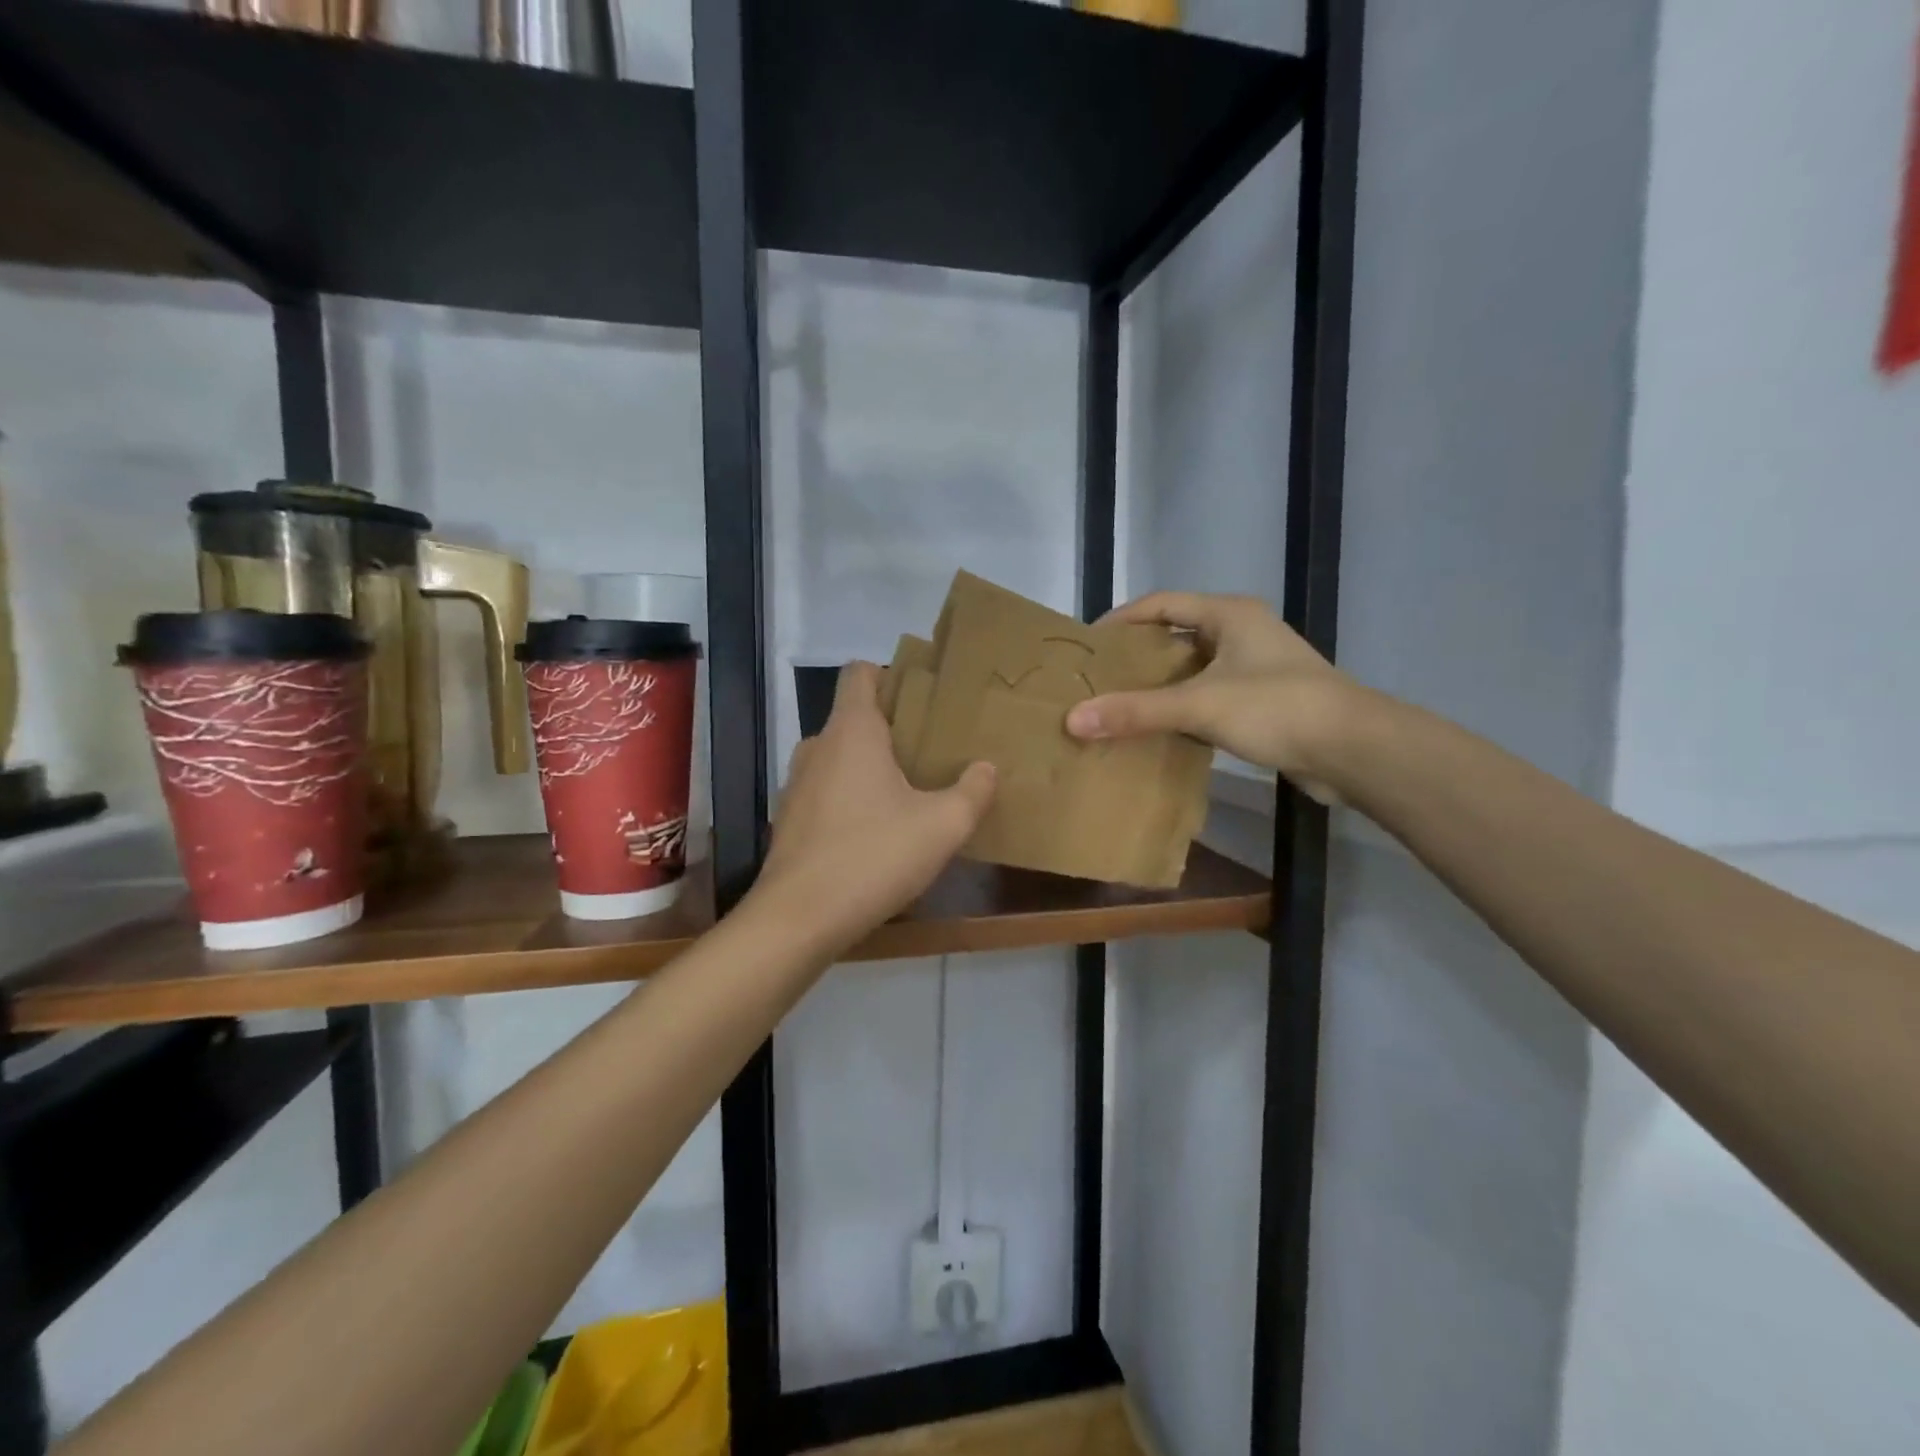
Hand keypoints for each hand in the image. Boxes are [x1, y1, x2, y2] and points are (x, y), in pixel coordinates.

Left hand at [752, 662, 996, 952]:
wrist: (798, 919)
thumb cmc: (873, 856)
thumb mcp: (941, 826)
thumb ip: (972, 792)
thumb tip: (987, 768)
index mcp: (851, 731)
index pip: (859, 674)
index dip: (890, 675)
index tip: (923, 698)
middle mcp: (817, 747)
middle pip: (854, 717)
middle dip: (891, 728)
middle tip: (931, 750)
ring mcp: (796, 784)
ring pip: (839, 757)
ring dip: (870, 766)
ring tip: (909, 791)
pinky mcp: (789, 820)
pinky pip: (826, 791)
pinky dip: (850, 797)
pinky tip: (877, 831)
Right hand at [1065, 592, 1356, 804]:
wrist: (1353, 749)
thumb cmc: (1276, 707)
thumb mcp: (1199, 705)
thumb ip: (1135, 711)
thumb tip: (1072, 720)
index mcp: (1228, 614)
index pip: (1161, 603)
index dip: (1122, 619)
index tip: (1089, 644)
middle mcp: (1243, 632)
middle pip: (1176, 635)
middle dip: (1138, 655)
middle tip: (1099, 677)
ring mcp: (1256, 666)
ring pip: (1194, 668)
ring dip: (1161, 684)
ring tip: (1121, 703)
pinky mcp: (1265, 699)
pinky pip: (1210, 694)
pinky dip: (1184, 707)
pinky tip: (1162, 729)